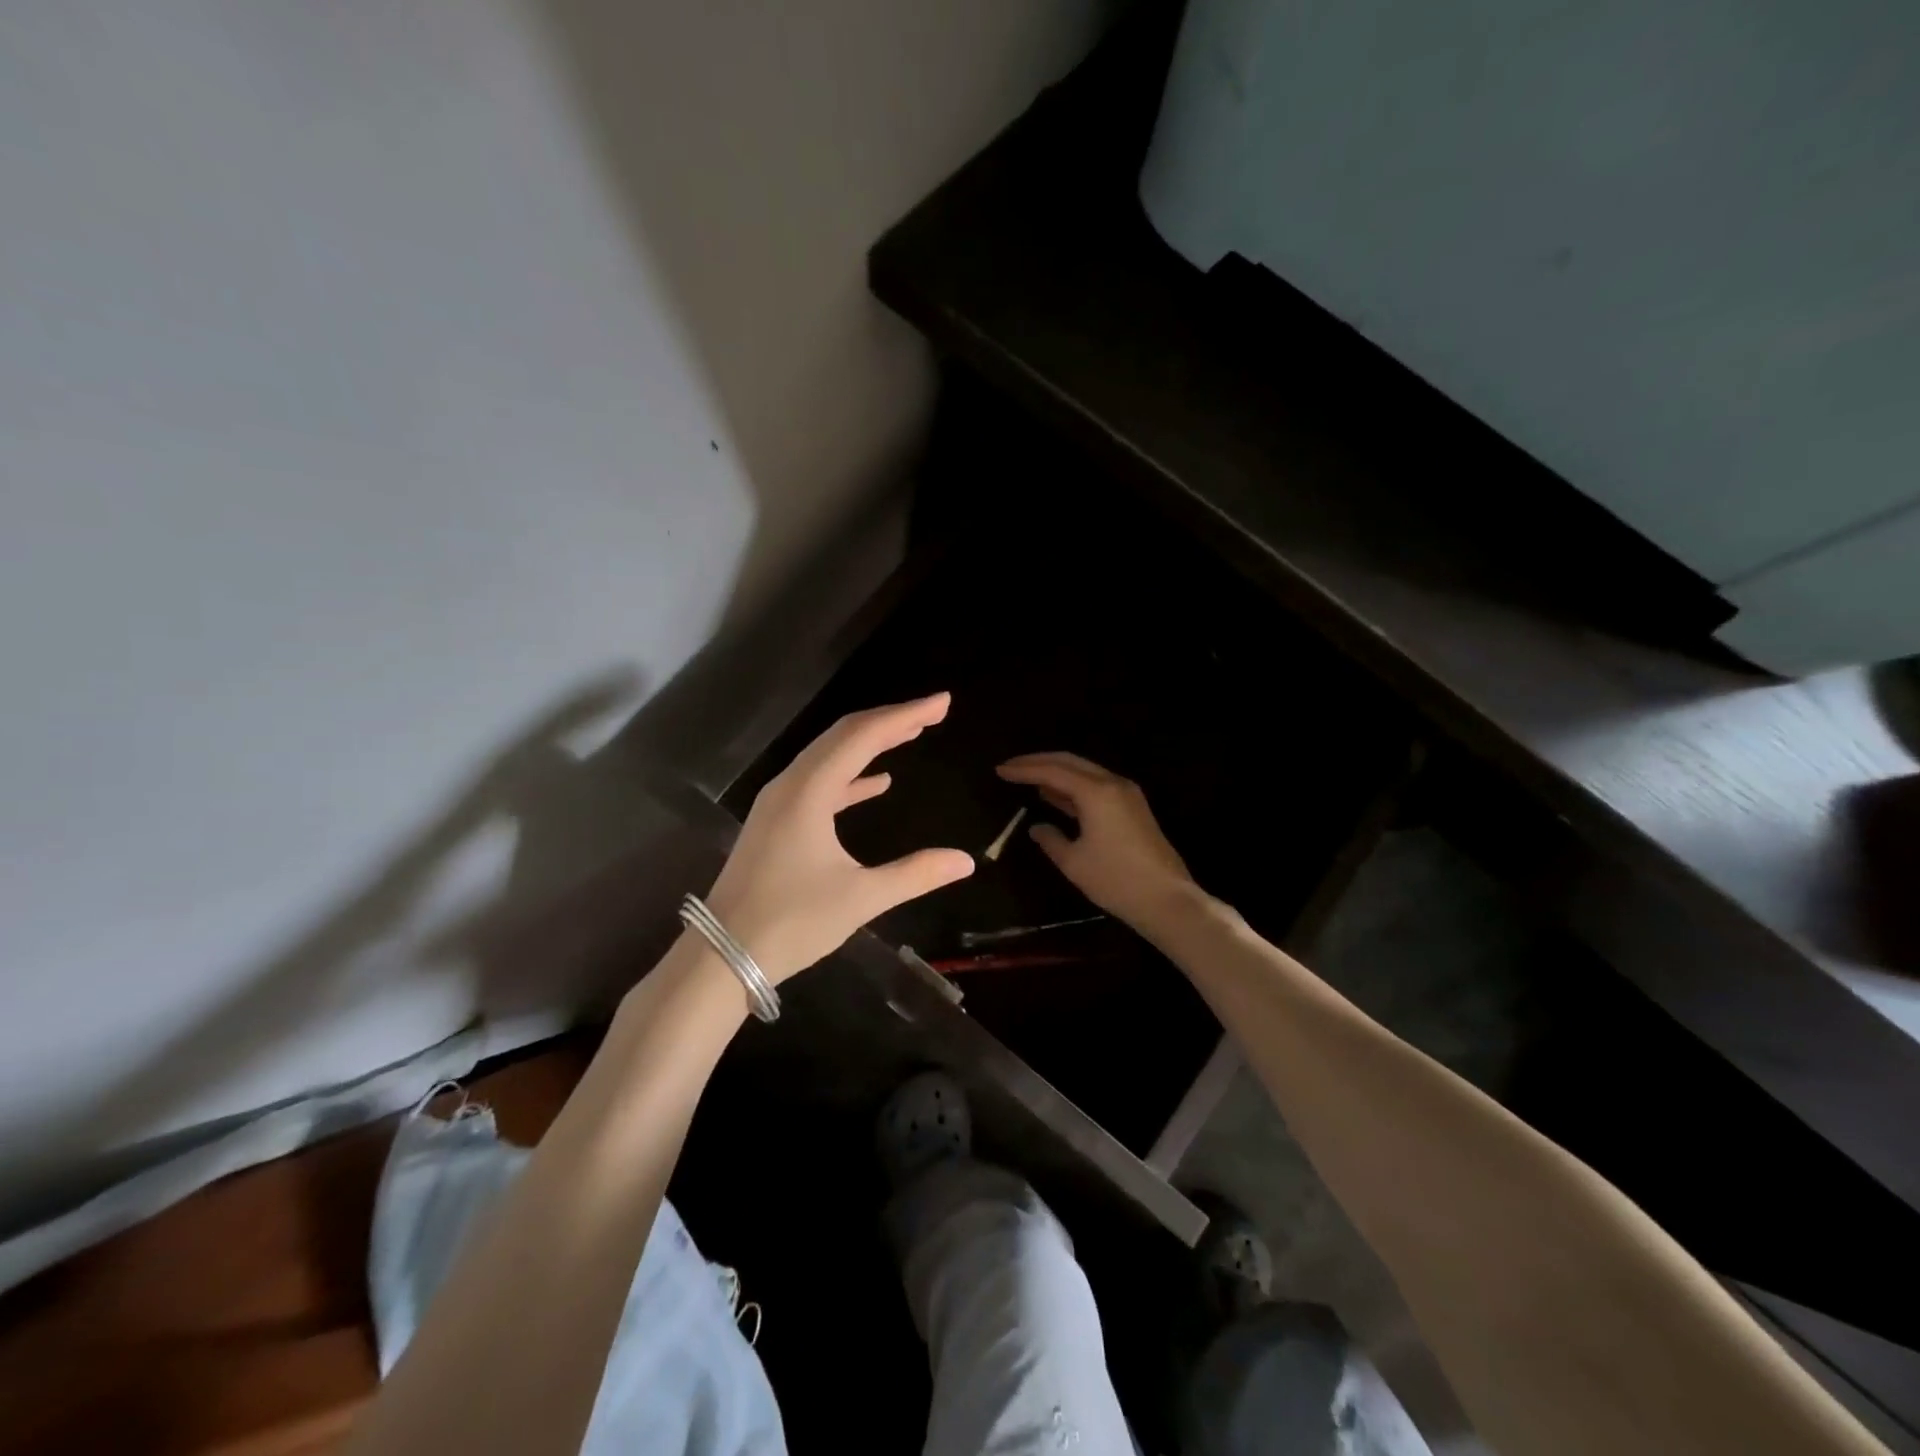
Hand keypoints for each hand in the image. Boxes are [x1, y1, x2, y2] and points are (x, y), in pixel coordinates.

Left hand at [704, 693, 974, 981]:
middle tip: (932, 713)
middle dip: (890, 720)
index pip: (863, 736)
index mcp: (809, 791)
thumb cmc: (791, 923)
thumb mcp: (860, 898)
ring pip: (830, 756)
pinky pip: (820, 783)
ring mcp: (779, 803)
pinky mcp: (777, 823)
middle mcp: (791, 785)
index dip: (905, 715)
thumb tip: (965, 861)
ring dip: (870, 744)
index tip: (942, 702)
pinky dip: (852, 776)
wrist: (721, 956)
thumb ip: (915, 874)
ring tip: (910, 734)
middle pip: (844, 735)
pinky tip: (879, 782)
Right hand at [996, 752, 1198, 930]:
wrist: (1166, 899)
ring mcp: (1126, 794)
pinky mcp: (1133, 808)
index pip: (1052, 771)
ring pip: (1085, 772)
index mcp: (1096, 791)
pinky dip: (1073, 787)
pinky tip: (1056, 796)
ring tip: (1028, 779)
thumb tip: (1037, 827)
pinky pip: (1096, 786)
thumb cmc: (1115, 880)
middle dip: (1038, 762)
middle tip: (1011, 767)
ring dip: (1056, 773)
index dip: (1024, 769)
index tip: (1000, 770)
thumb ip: (1050, 839)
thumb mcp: (1073, 862)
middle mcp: (1113, 783)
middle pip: (1070, 762)